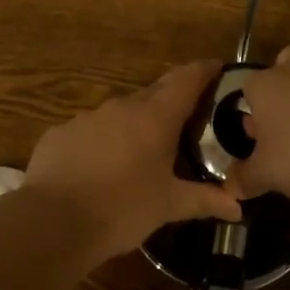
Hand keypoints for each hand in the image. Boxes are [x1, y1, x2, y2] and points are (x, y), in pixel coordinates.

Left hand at [25, 60, 241, 262]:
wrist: (52, 223)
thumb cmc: (122, 209)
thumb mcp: (168, 206)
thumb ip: (204, 200)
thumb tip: (237, 207)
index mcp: (154, 117)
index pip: (185, 80)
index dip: (203, 71)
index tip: (217, 67)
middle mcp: (121, 107)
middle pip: (154, 93)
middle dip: (171, 99)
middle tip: (187, 115)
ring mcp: (86, 118)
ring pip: (119, 113)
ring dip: (134, 124)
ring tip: (141, 150)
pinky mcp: (59, 134)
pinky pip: (89, 131)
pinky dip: (102, 142)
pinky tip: (100, 168)